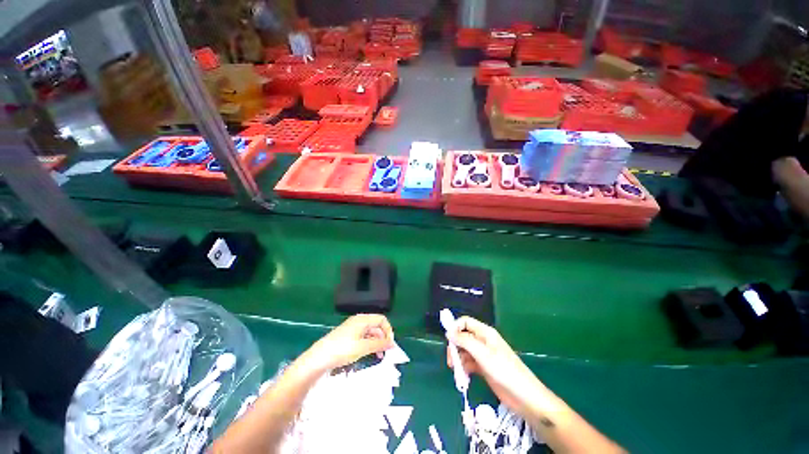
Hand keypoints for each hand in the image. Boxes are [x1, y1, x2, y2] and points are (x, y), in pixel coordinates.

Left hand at [305, 314, 393, 370]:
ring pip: (370, 332)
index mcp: (363, 319)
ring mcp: (352, 328)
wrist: (319, 358)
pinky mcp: (347, 336)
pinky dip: (368, 344)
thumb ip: (379, 344)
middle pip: (376, 326)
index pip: (382, 320)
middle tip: (386, 352)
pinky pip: (363, 337)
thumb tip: (393, 343)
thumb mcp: (363, 347)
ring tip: (379, 356)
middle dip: (383, 337)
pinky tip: (368, 355)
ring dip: (376, 343)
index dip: (388, 330)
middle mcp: (358, 321)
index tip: (390, 345)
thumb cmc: (342, 350)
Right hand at [446, 317, 546, 419]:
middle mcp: (483, 342)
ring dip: (459, 359)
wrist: (524, 396)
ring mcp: (483, 355)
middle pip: (463, 337)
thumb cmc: (504, 370)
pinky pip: (469, 364)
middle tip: (451, 360)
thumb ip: (465, 341)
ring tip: (457, 372)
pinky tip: (463, 378)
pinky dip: (464, 369)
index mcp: (485, 333)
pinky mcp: (484, 368)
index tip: (448, 339)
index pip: (466, 322)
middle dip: (455, 346)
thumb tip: (448, 332)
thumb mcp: (483, 354)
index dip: (455, 327)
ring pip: (465, 351)